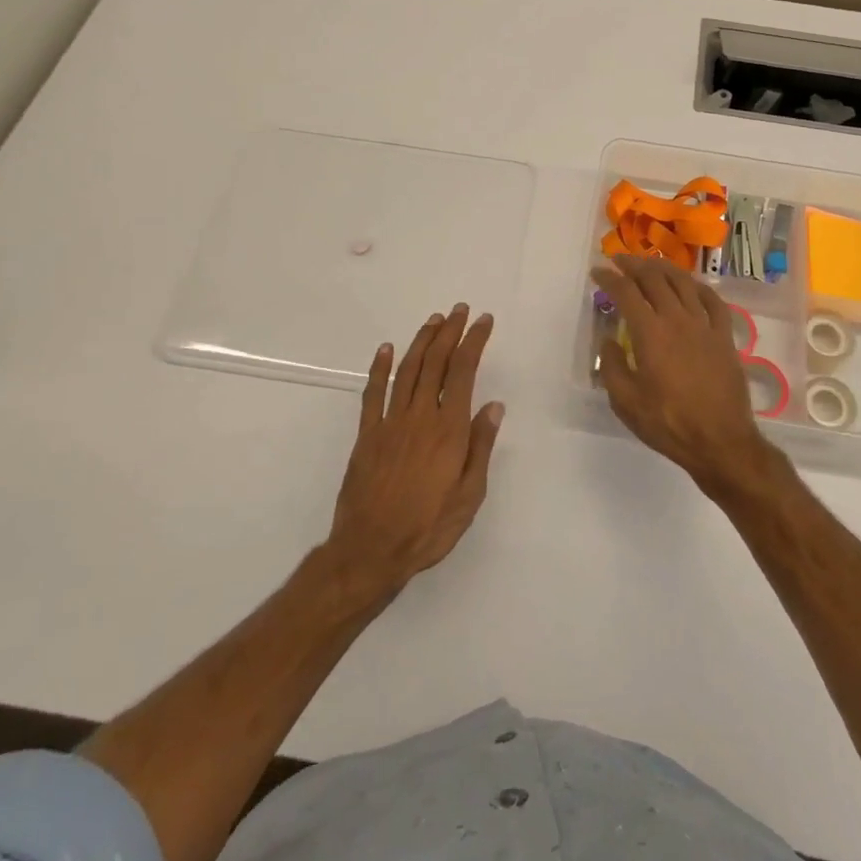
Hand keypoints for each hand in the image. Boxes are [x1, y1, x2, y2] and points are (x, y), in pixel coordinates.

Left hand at [325, 305, 504, 597]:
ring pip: (407, 370)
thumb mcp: (470, 495)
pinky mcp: (367, 434)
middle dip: (450, 332)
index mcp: (449, 429)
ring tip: (434, 320)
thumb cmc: (428, 526)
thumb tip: (493, 406)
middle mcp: (420, 416)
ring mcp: (390, 422)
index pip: (464, 372)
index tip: (483, 321)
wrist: (371, 550)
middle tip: (460, 310)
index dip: (474, 341)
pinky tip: (386, 349)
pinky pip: (373, 393)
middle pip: (436, 362)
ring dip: (421, 341)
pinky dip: (379, 368)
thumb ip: (480, 446)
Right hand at [591, 256, 772, 494]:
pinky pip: (713, 301)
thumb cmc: (668, 423)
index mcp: (650, 332)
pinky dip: (699, 287)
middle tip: (619, 260)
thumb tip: (610, 341)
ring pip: (684, 283)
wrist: (720, 441)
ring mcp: (705, 325)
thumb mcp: (626, 402)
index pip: (626, 293)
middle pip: (654, 279)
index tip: (598, 272)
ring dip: (664, 269)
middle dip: (634, 265)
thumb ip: (613, 367)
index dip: (609, 278)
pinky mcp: (725, 336)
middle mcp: (678, 319)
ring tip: (651, 264)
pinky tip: (692, 285)